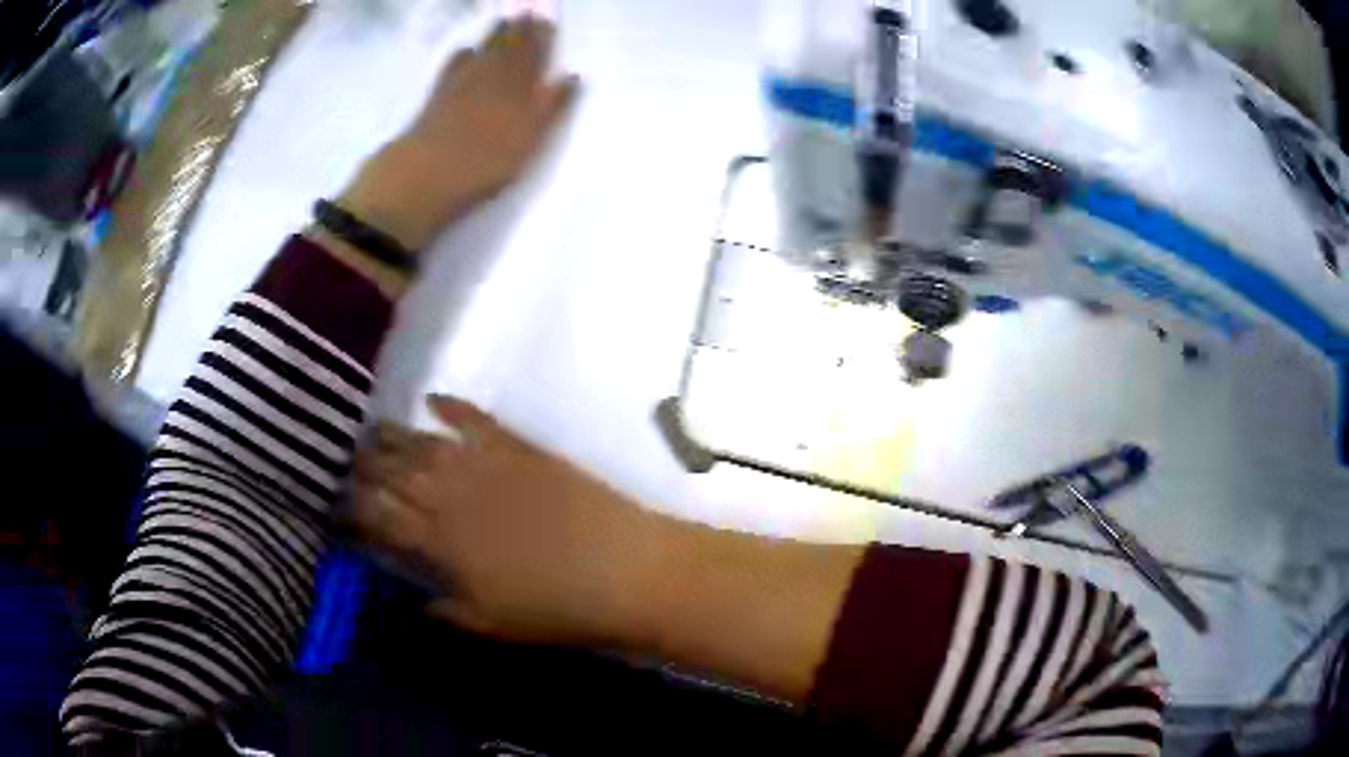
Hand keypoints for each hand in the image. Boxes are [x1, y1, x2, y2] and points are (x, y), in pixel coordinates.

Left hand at [339, 17, 578, 250]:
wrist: (428, 173)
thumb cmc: (487, 161)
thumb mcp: (531, 138)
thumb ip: (553, 106)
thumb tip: (572, 76)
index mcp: (520, 88)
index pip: (535, 56)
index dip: (542, 39)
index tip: (547, 21)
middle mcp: (493, 79)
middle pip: (509, 49)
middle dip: (520, 30)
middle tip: (528, 11)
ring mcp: (463, 85)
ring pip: (483, 52)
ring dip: (494, 36)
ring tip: (504, 20)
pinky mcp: (438, 97)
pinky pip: (453, 68)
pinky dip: (461, 57)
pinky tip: (465, 49)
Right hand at [350, 396, 658, 645]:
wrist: (625, 569)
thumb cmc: (558, 609)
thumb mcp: (494, 624)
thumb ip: (449, 609)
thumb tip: (419, 599)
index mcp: (439, 544)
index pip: (377, 518)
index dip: (351, 509)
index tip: (335, 505)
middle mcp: (449, 496)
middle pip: (391, 471)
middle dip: (362, 465)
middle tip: (346, 461)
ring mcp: (483, 465)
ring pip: (421, 442)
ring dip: (392, 434)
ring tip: (371, 430)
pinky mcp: (517, 446)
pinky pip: (473, 418)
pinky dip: (450, 406)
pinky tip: (432, 399)